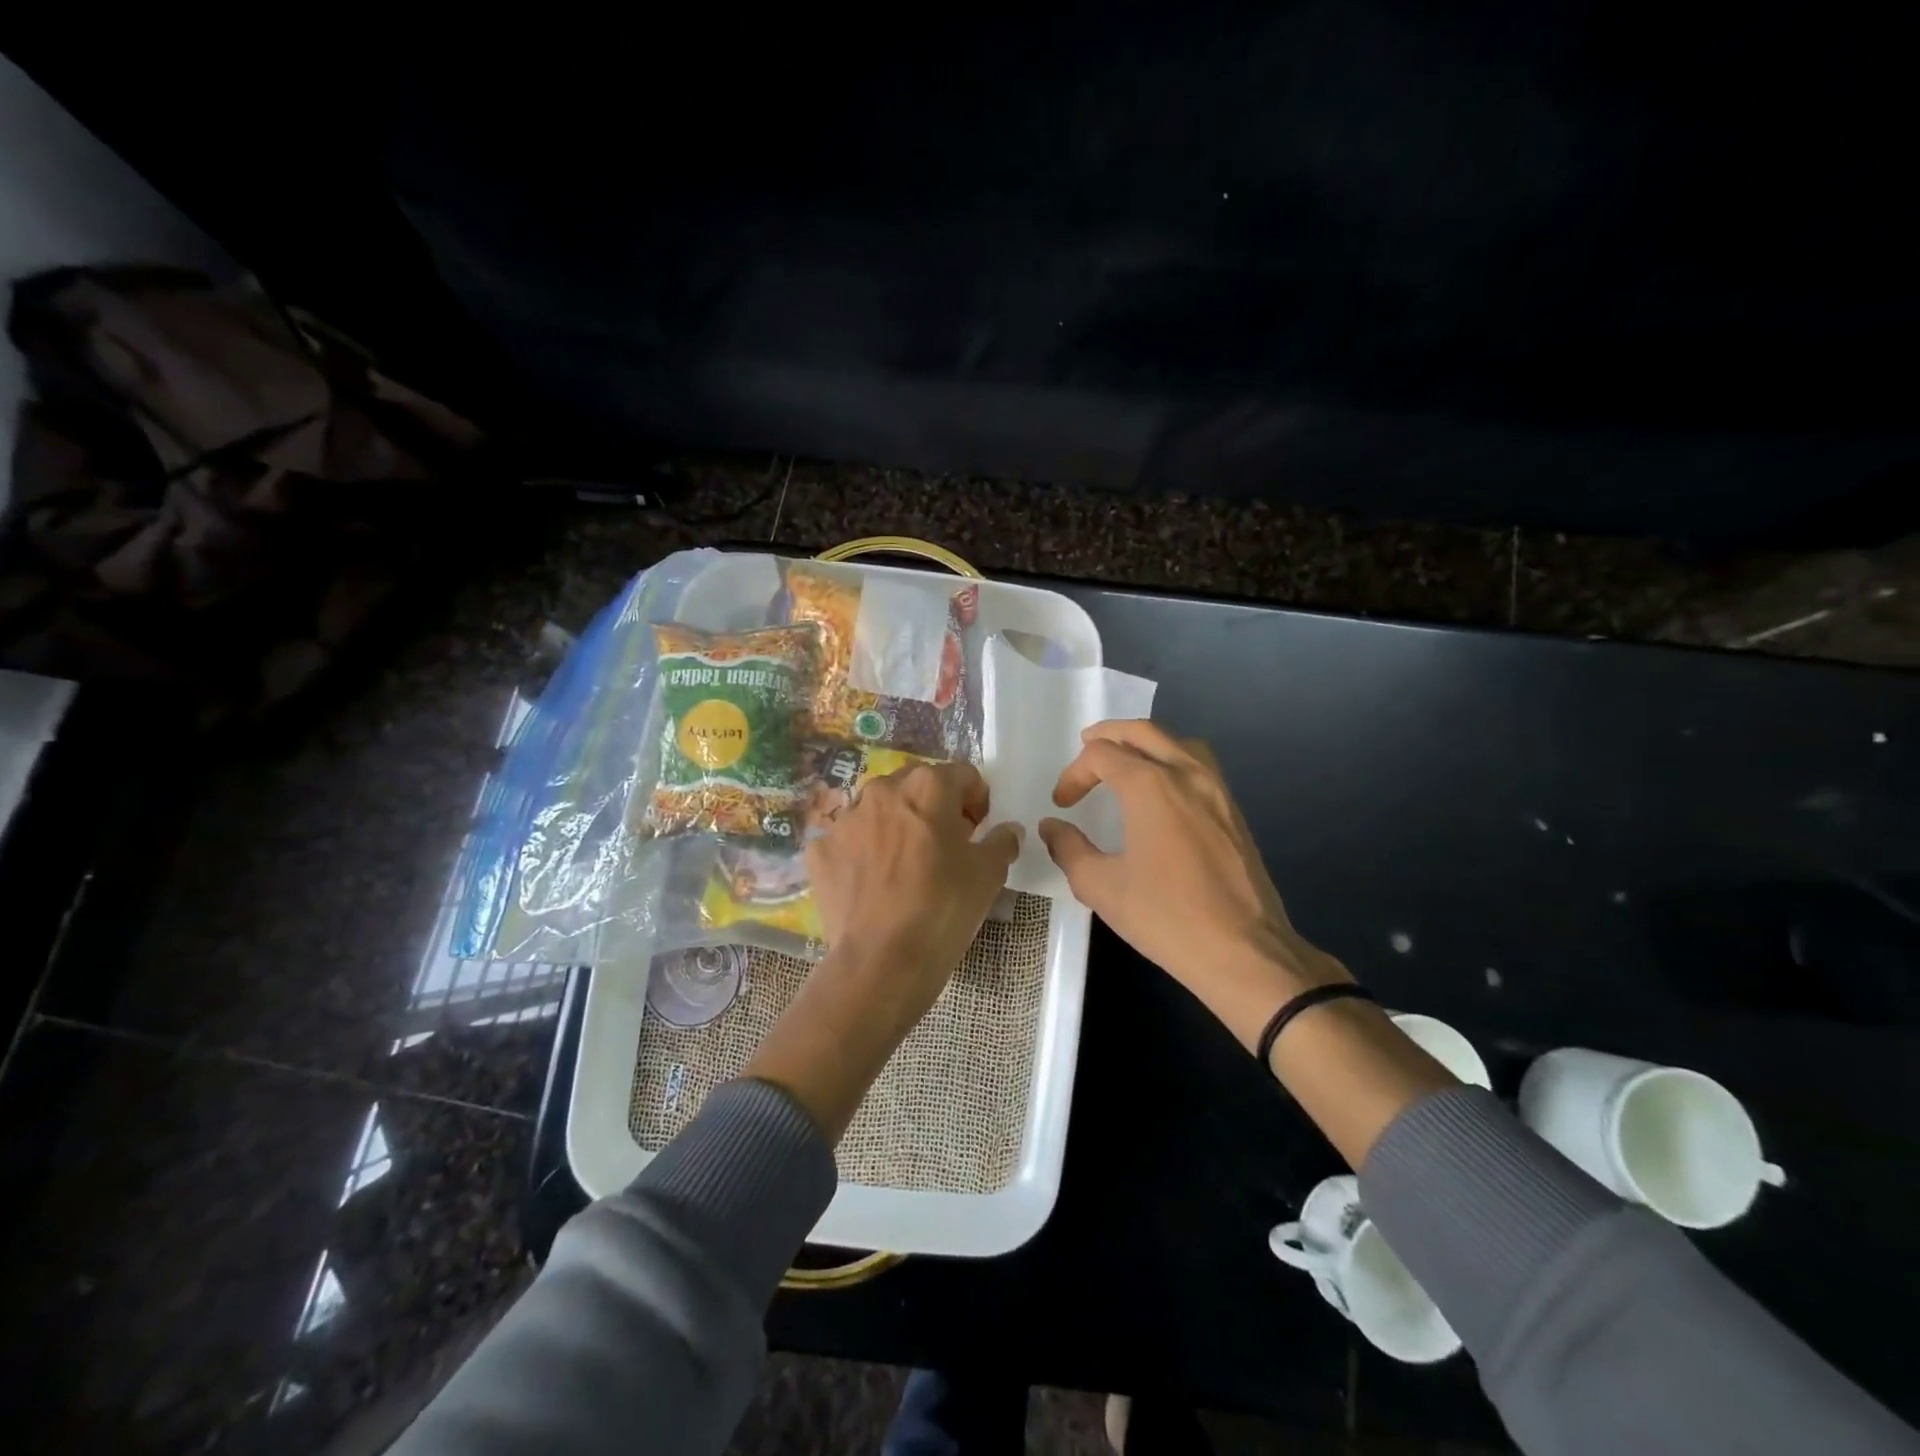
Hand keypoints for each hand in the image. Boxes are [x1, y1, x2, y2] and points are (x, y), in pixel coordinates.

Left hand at [806, 760, 1021, 1021]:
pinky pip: (848, 841)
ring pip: (879, 810)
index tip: (978, 830)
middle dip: (933, 808)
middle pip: (916, 786)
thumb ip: (1002, 841)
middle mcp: (882, 790)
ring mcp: (845, 819)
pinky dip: (861, 853)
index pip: (963, 775)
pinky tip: (872, 885)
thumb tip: (1008, 831)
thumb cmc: (944, 907)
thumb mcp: (989, 874)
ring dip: (895, 826)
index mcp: (928, 786)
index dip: (976, 800)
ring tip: (904, 867)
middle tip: (944, 847)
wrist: (881, 960)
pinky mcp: (819, 849)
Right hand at [1039, 720, 1350, 1051]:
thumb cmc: (1167, 918)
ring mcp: (1217, 790)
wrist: (1244, 952)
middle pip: (1143, 732)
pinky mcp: (1234, 811)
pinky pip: (1199, 765)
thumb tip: (1052, 827)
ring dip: (1145, 742)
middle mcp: (1187, 774)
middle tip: (1085, 748)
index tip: (1063, 804)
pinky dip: (1172, 760)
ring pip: (1178, 742)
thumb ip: (1069, 849)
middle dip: (1108, 736)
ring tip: (1125, 761)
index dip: (1074, 773)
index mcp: (1151, 786)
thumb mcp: (1102, 887)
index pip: (1102, 754)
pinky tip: (1162, 792)